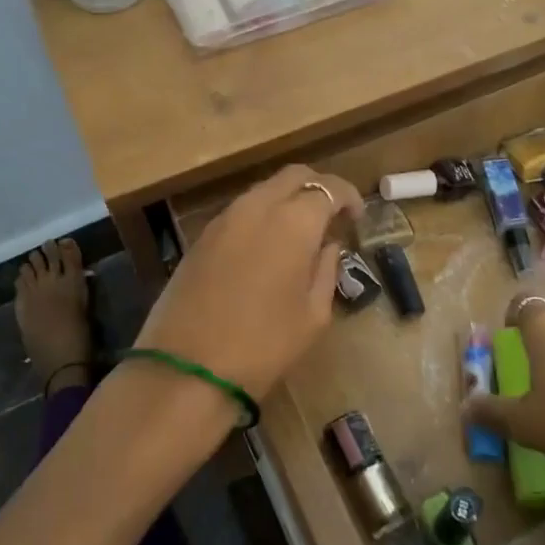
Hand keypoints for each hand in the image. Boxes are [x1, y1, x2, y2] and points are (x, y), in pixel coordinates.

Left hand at [134, 165, 362, 401]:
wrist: (187, 369)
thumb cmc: (263, 345)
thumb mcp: (313, 315)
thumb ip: (327, 271)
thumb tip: (329, 246)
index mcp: (293, 222)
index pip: (327, 188)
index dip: (347, 197)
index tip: (357, 216)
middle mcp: (257, 207)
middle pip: (293, 176)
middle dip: (317, 187)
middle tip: (332, 214)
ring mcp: (224, 219)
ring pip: (264, 190)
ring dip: (287, 200)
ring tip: (301, 232)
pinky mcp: (201, 237)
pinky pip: (241, 210)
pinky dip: (262, 215)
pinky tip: (268, 245)